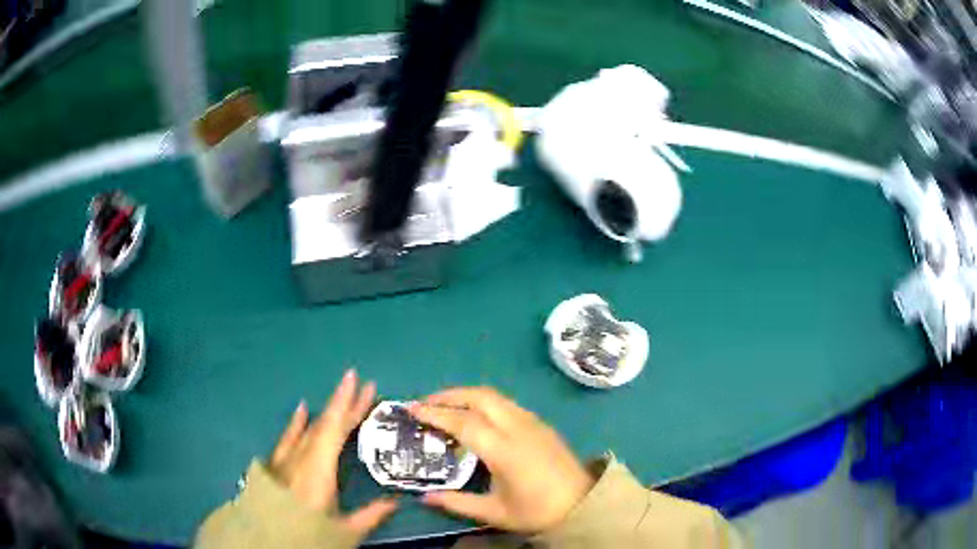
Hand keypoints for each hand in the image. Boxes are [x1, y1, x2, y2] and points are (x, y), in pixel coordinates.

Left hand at [269, 370, 396, 536]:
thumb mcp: (344, 532)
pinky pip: (287, 439)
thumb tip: (395, 502)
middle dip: (345, 404)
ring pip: (309, 430)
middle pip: (325, 426)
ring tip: (341, 394)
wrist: (267, 541)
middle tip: (362, 384)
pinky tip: (301, 410)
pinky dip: (296, 424)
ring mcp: (285, 460)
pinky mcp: (275, 466)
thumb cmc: (307, 536)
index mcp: (318, 470)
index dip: (348, 405)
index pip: (335, 430)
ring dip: (327, 412)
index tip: (359, 382)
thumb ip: (370, 515)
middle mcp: (300, 458)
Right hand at [409, 388, 594, 533]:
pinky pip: (506, 403)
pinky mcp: (541, 423)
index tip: (413, 410)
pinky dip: (483, 401)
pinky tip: (475, 415)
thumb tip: (425, 497)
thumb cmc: (537, 510)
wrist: (583, 504)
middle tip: (425, 404)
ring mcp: (532, 422)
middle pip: (480, 397)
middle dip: (449, 395)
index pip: (464, 422)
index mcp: (505, 450)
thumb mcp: (494, 512)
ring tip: (445, 406)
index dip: (436, 414)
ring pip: (495, 396)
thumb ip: (457, 503)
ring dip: (466, 395)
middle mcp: (518, 427)